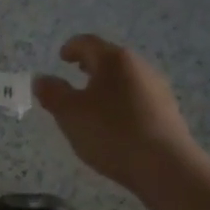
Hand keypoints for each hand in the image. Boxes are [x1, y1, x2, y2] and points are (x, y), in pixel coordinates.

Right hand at [34, 36, 197, 193]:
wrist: (165, 166)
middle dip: (91, 66)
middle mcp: (139, 67)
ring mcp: (158, 89)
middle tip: (76, 74)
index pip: (88, 43)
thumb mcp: (70, 113)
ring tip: (93, 102)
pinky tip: (116, 123)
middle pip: (110, 59)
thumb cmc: (111, 132)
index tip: (62, 57)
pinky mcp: (168, 112)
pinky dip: (122, 102)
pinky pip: (138, 98)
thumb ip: (52, 93)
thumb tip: (41, 79)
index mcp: (114, 60)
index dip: (71, 47)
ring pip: (126, 79)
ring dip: (108, 85)